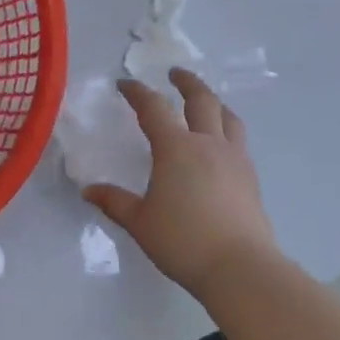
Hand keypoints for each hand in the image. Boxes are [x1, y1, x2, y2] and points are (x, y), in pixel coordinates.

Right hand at [83, 68, 278, 296]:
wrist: (240, 266)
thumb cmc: (183, 241)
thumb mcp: (140, 222)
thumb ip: (115, 202)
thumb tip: (89, 191)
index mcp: (176, 148)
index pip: (154, 108)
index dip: (138, 92)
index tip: (126, 84)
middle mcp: (208, 144)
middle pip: (201, 99)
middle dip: (186, 82)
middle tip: (175, 73)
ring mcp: (234, 158)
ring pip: (227, 117)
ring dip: (214, 102)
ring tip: (206, 102)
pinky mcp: (250, 177)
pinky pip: (238, 140)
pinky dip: (227, 128)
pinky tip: (221, 144)